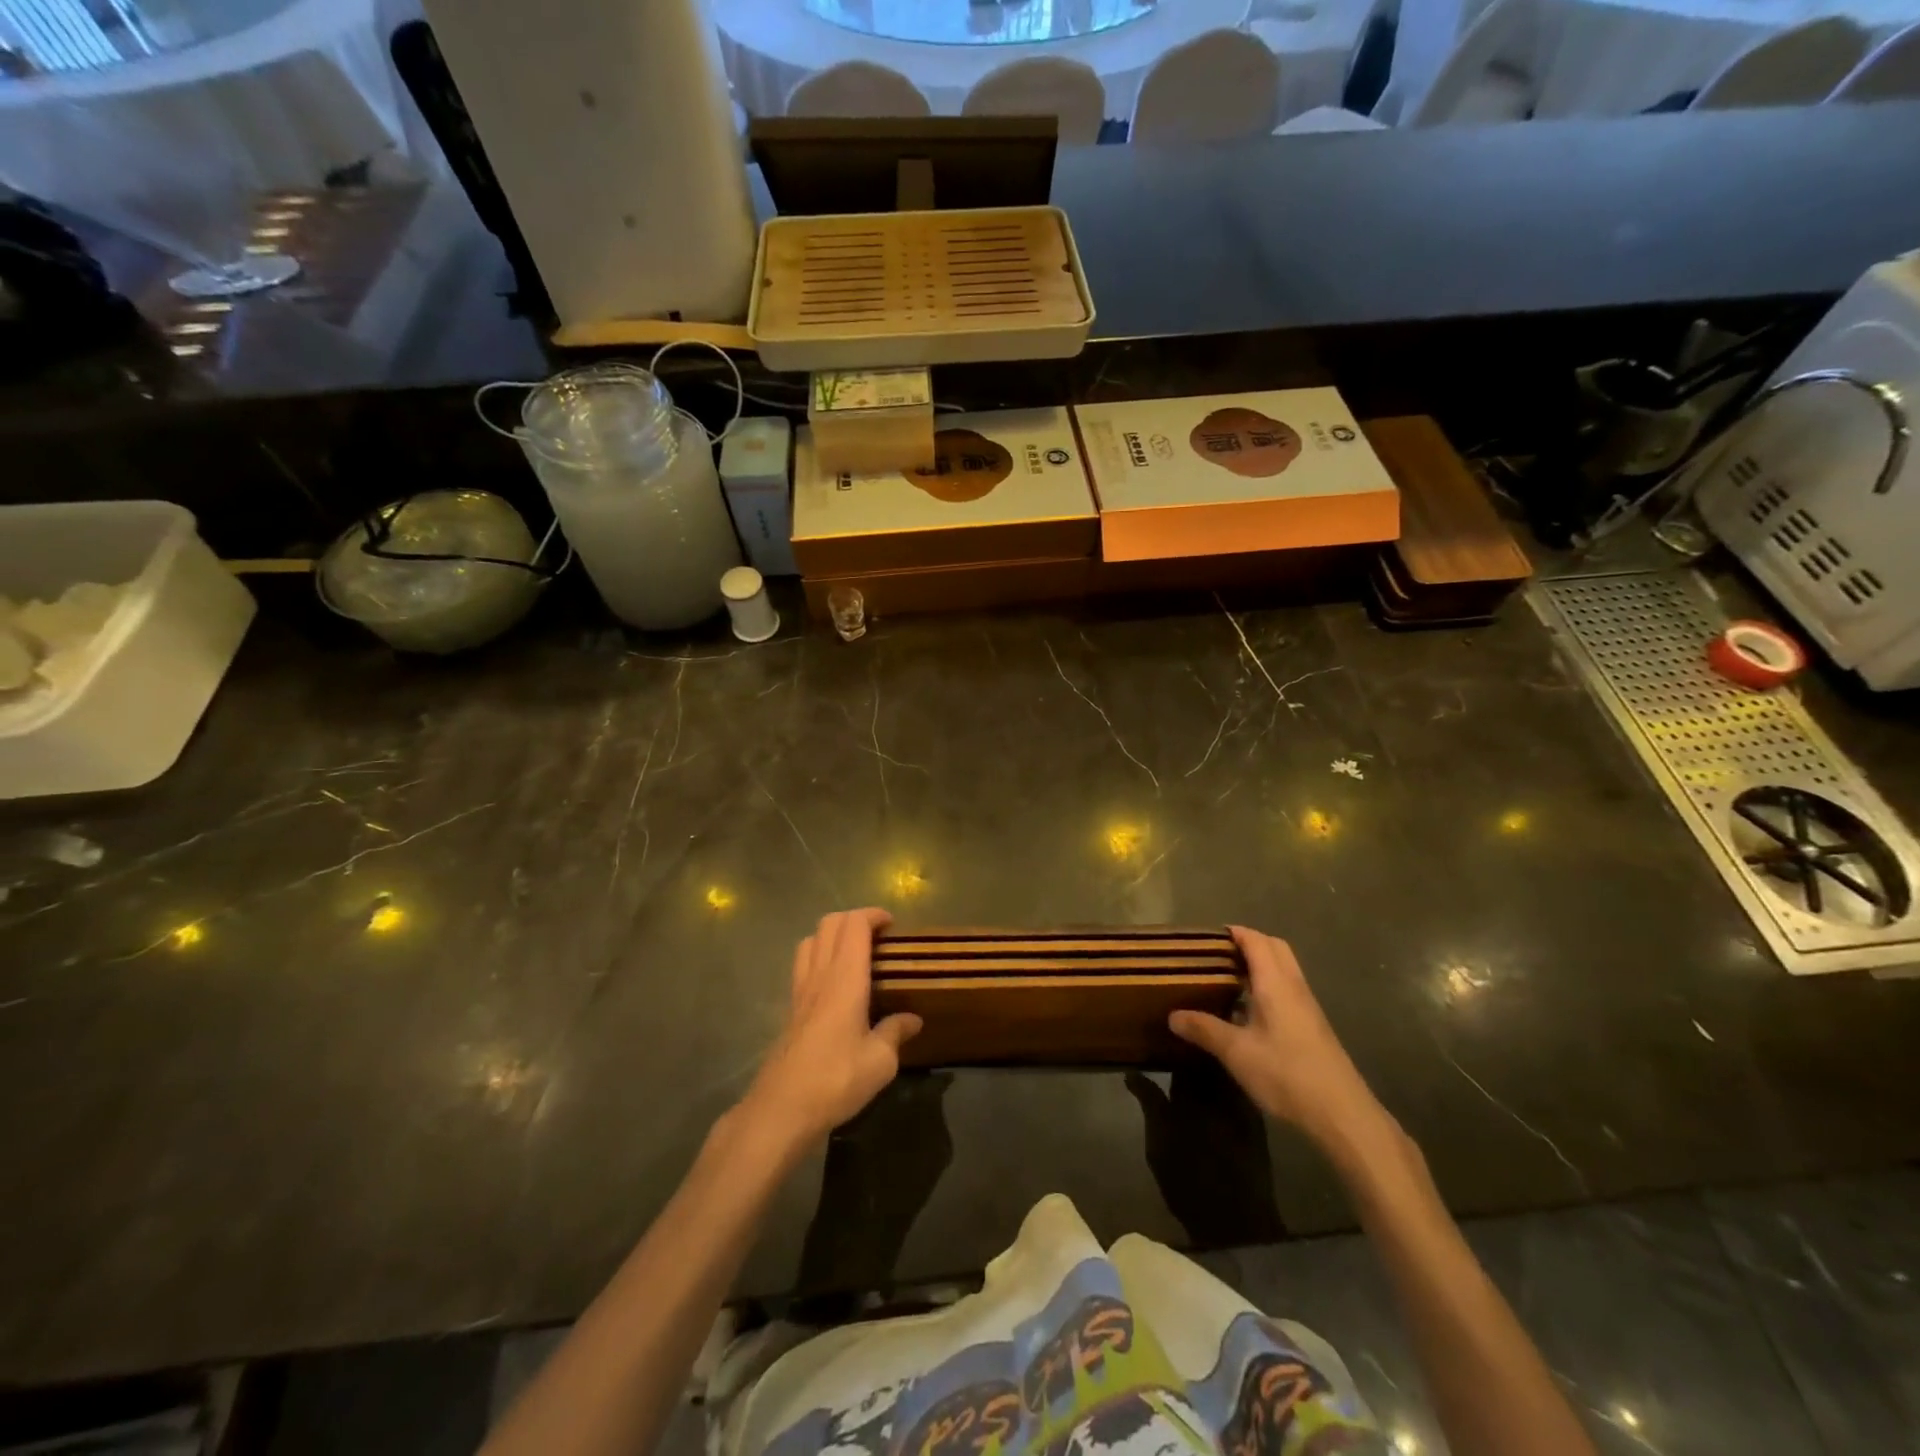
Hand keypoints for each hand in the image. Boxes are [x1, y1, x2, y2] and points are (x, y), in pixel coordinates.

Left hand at [738, 908, 921, 1152]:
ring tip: (855, 952)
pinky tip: (834, 983)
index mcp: (845, 979)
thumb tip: (913, 1019)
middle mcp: (820, 975)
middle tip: (878, 935)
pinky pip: (803, 964)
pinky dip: (819, 956)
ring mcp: (800, 990)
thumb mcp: (880, 1062)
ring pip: (811, 940)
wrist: (781, 1109)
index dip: (873, 915)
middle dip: (854, 919)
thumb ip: (895, 1032)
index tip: (892, 924)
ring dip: (833, 934)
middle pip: (829, 924)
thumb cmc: (836, 1079)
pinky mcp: (790, 1008)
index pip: (854, 926)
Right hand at [1169, 927, 1384, 1150]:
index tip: (1206, 937)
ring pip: (1284, 969)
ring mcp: (1307, 1007)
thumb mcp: (1237, 1052)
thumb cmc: (1287, 1074)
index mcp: (1276, 983)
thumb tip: (1172, 1015)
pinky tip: (1247, 1011)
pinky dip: (1267, 986)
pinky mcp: (1312, 1026)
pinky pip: (1287, 990)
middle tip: (1217, 955)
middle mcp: (1294, 987)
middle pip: (1275, 948)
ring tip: (1226, 978)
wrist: (1342, 1114)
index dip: (1233, 932)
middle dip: (1247, 943)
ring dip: (1259, 965)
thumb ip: (1204, 1029)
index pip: (1256, 940)